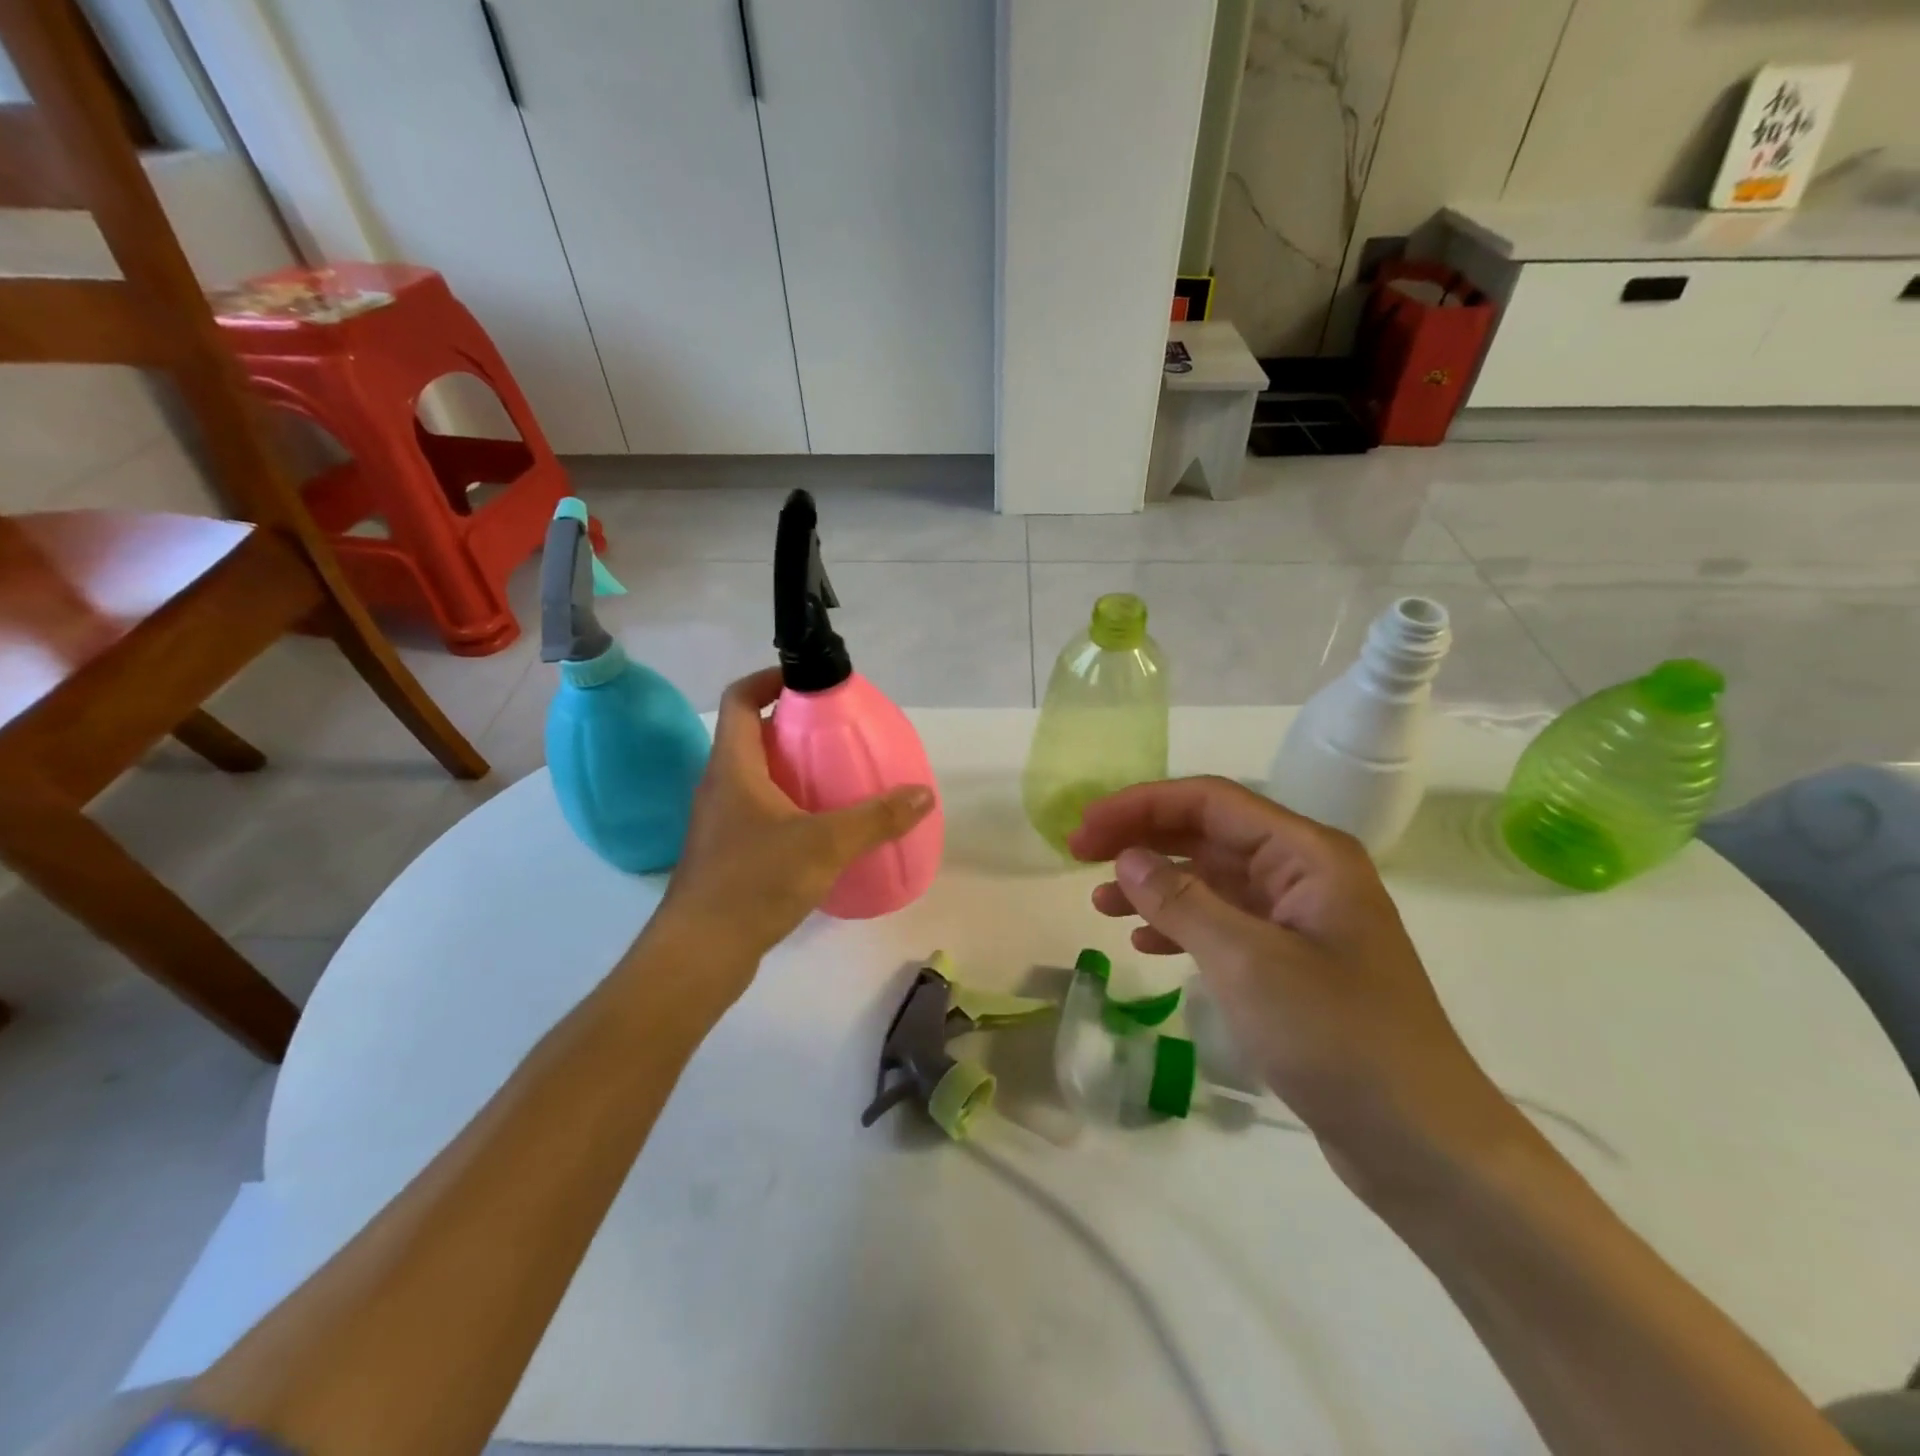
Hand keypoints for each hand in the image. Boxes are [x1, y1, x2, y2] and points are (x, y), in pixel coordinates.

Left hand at [648, 668, 934, 995]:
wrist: (700, 953)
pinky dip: (788, 805)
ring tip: (837, 777)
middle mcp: (720, 786)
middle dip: (792, 726)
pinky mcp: (726, 853)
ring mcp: (720, 822)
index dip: (769, 680)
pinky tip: (821, 829)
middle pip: (751, 736)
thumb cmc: (754, 882)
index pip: (741, 699)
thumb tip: (924, 794)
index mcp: (733, 767)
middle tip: (837, 732)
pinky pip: (759, 811)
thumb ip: (876, 818)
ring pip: (756, 777)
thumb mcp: (825, 844)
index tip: (808, 682)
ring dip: (791, 768)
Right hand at [1069, 776, 1520, 1195]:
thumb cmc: (1338, 1038)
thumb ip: (1181, 901)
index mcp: (1307, 854)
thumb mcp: (1247, 962)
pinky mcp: (1293, 961)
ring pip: (1212, 879)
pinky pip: (1224, 922)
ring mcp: (1300, 919)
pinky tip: (1144, 943)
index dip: (1140, 805)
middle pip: (1208, 833)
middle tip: (1079, 856)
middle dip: (1142, 839)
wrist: (1423, 1143)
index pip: (1209, 802)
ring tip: (1100, 903)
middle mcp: (1304, 873)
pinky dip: (1180, 925)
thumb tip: (1126, 857)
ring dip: (1155, 883)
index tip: (1084, 829)